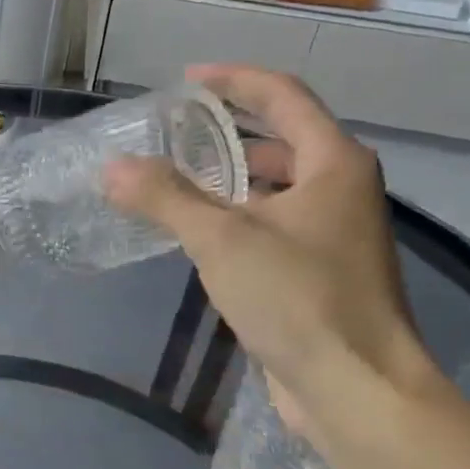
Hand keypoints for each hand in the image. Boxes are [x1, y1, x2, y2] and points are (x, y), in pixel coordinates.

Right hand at [104, 65, 440, 425]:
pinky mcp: (322, 274)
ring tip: (178, 180)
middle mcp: (343, 189)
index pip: (282, 96)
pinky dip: (240, 218)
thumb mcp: (223, 240)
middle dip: (230, 131)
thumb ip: (166, 198)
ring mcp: (336, 234)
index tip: (187, 79)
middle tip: (175, 133)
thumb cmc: (298, 299)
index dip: (234, 80)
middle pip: (283, 139)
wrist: (356, 388)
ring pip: (278, 187)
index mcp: (334, 163)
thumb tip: (113, 168)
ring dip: (232, 178)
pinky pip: (275, 227)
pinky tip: (202, 236)